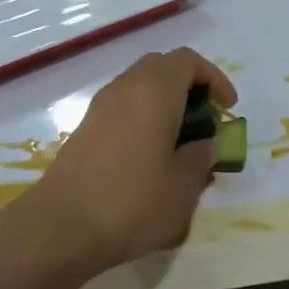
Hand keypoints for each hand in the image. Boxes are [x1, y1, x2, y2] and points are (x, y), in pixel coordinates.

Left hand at [23, 48, 236, 273]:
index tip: (227, 110)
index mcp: (154, 91)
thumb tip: (204, 145)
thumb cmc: (132, 201)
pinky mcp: (85, 131)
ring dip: (165, 105)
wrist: (61, 228)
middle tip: (206, 122)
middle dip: (189, 88)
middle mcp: (124, 88)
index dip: (214, 79)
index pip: (188, 61)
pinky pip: (123, 110)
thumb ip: (201, 157)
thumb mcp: (184, 186)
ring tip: (181, 144)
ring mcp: (99, 109)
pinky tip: (151, 159)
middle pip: (161, 68)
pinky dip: (143, 120)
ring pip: (139, 88)